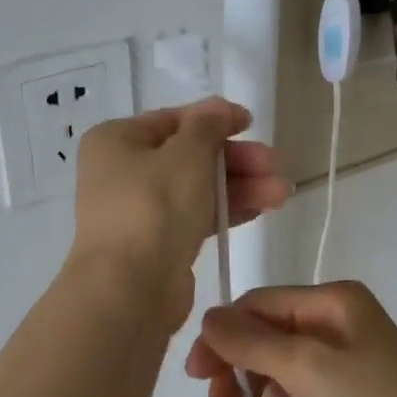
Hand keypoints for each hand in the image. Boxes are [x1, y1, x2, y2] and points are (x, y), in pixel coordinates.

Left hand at [67, 98, 289, 331]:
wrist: (129, 289)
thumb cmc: (153, 207)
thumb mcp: (186, 154)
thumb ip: (207, 125)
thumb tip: (218, 107)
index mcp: (115, 141)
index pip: (172, 121)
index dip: (214, 119)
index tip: (251, 124)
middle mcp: (121, 172)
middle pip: (187, 156)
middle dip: (235, 160)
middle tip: (274, 164)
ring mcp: (138, 210)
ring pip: (195, 188)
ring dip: (238, 187)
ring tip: (281, 193)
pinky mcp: (155, 244)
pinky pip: (194, 217)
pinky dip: (224, 211)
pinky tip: (262, 209)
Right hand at [185, 281, 396, 396]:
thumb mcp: (305, 367)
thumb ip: (251, 341)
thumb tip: (207, 319)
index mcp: (331, 299)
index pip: (257, 304)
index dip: (222, 336)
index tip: (196, 379)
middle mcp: (337, 317)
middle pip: (265, 330)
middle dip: (232, 367)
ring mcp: (346, 353)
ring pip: (277, 357)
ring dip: (248, 384)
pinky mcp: (351, 387)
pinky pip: (298, 379)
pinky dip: (274, 393)